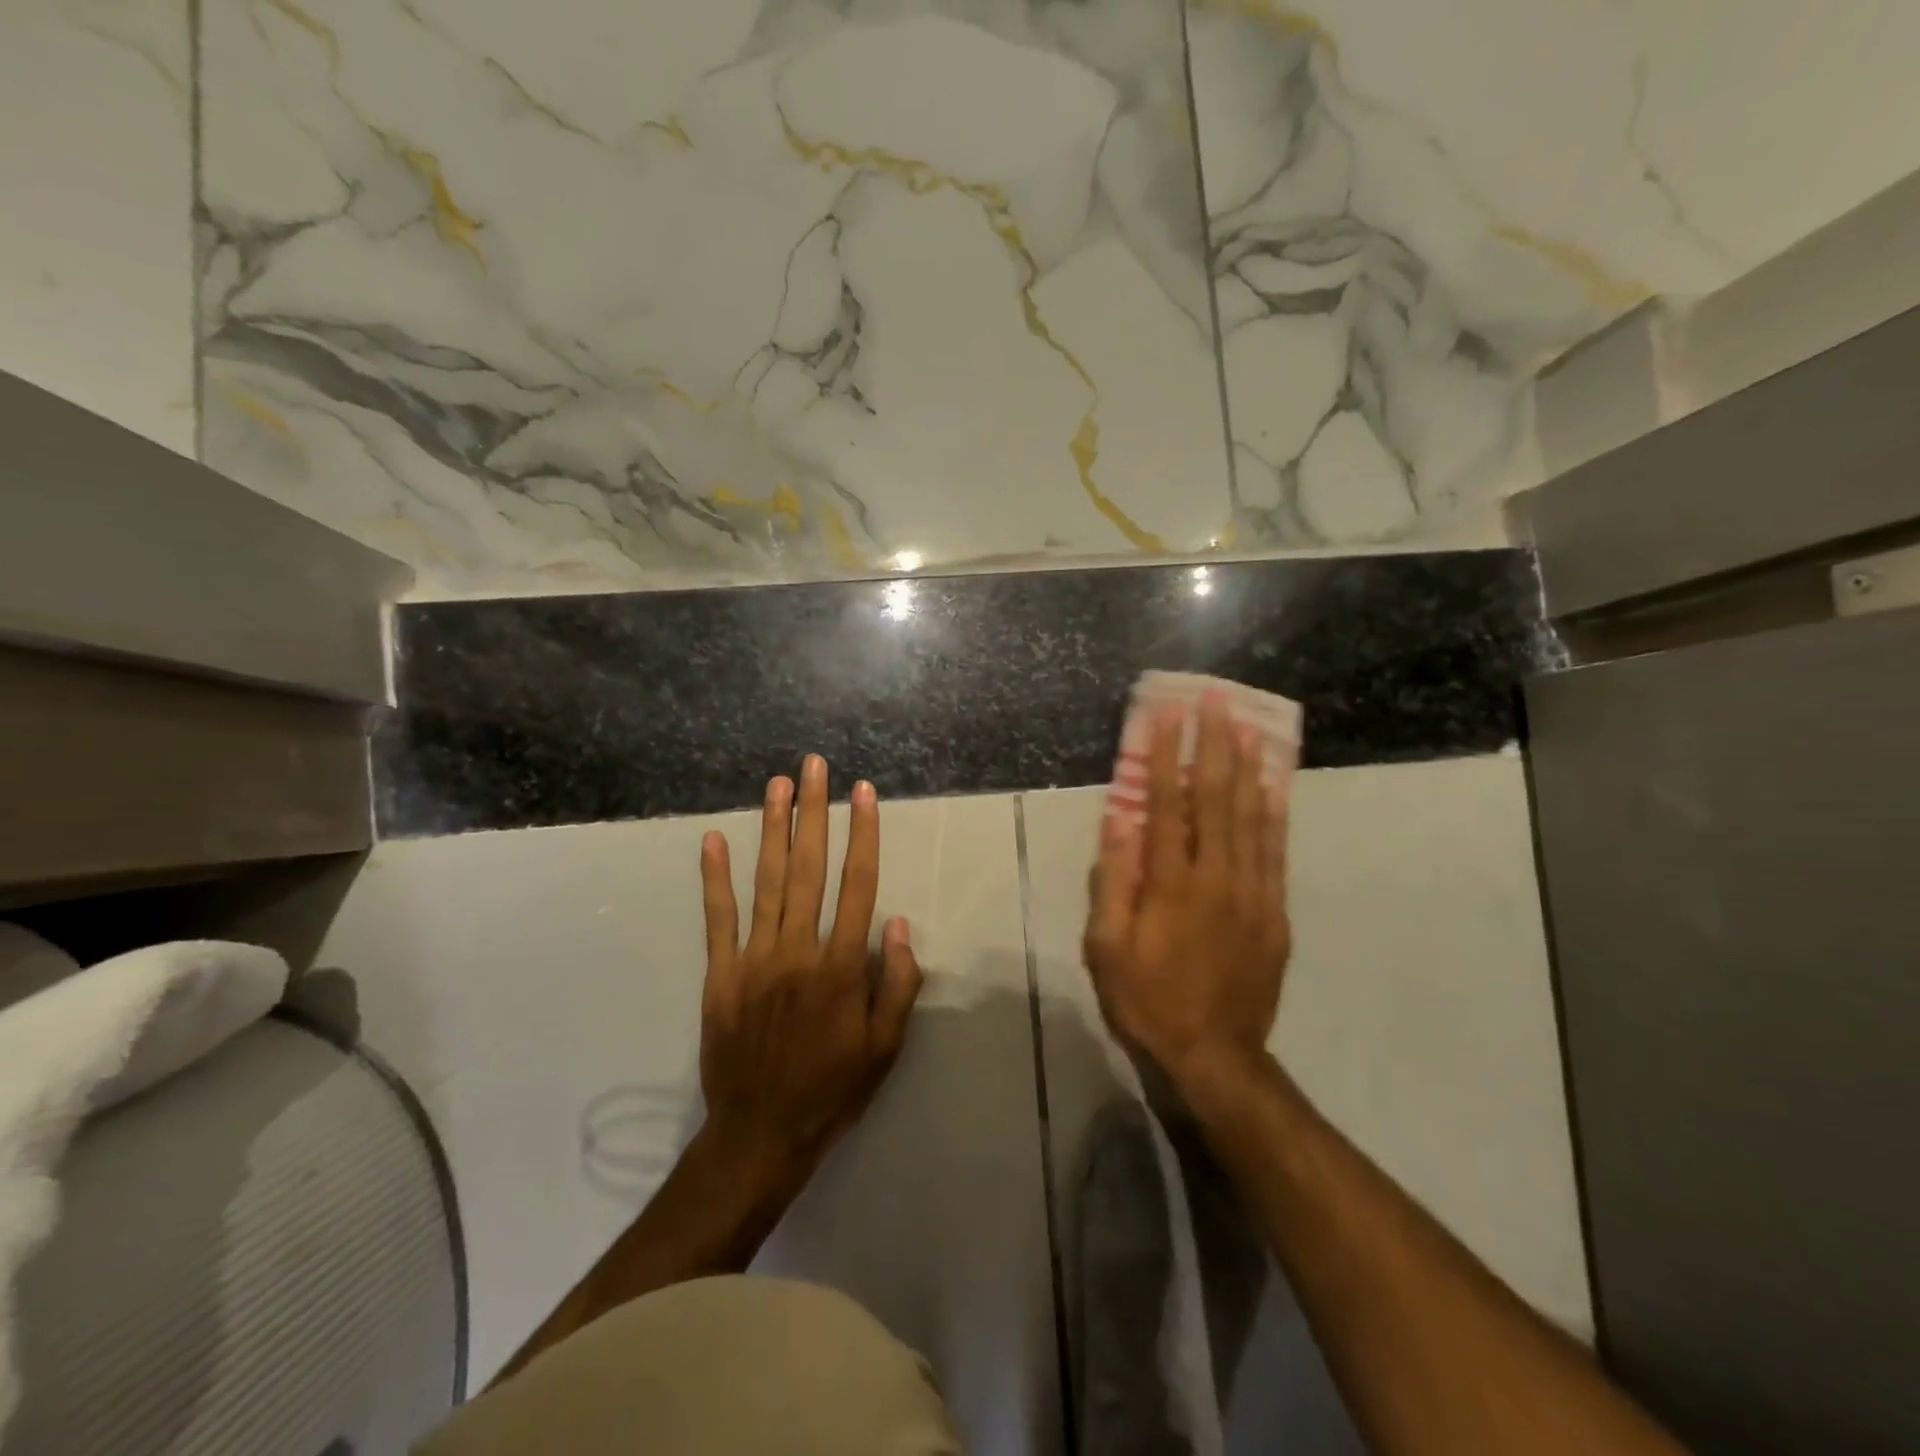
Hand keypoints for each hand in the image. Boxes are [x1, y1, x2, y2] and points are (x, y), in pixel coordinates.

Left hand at [697, 754, 923, 1188]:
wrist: (761, 1135)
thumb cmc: (833, 1090)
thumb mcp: (885, 1047)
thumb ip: (897, 982)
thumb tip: (895, 922)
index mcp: (842, 967)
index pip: (857, 884)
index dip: (863, 834)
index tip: (864, 793)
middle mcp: (798, 951)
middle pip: (809, 868)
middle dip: (814, 812)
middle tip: (814, 766)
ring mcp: (754, 960)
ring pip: (767, 882)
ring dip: (773, 829)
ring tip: (778, 785)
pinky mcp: (720, 976)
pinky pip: (718, 919)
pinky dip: (716, 879)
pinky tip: (714, 840)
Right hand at [1083, 691, 1291, 1095]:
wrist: (1213, 1055)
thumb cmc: (1146, 999)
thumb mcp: (1107, 946)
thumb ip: (1113, 880)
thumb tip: (1119, 820)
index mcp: (1171, 885)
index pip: (1168, 805)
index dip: (1167, 756)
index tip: (1167, 714)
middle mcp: (1217, 878)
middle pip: (1217, 798)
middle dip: (1214, 744)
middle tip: (1216, 700)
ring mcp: (1253, 893)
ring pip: (1253, 817)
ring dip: (1247, 766)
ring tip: (1247, 725)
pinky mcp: (1275, 911)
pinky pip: (1276, 850)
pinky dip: (1275, 812)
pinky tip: (1274, 784)